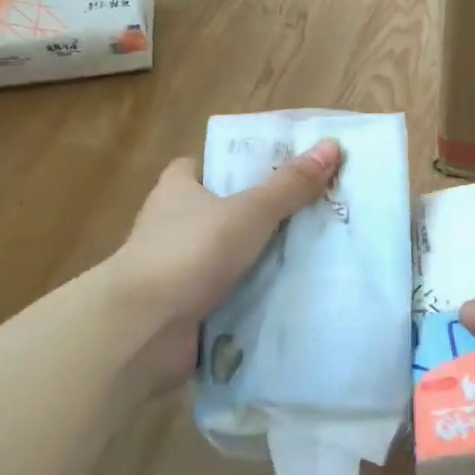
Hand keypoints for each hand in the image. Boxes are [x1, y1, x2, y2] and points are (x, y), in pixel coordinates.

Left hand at [113, 140, 342, 391]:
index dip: (235, 164)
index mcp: (178, 190)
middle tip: (312, 211)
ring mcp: (179, 269)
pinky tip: (293, 294)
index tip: (276, 170)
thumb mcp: (249, 211)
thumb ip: (289, 184)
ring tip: (316, 252)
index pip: (203, 165)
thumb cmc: (190, 252)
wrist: (142, 329)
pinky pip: (231, 294)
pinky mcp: (187, 307)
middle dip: (261, 214)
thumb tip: (331, 145)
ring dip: (262, 259)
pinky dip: (255, 295)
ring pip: (230, 255)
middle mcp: (174, 225)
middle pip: (224, 210)